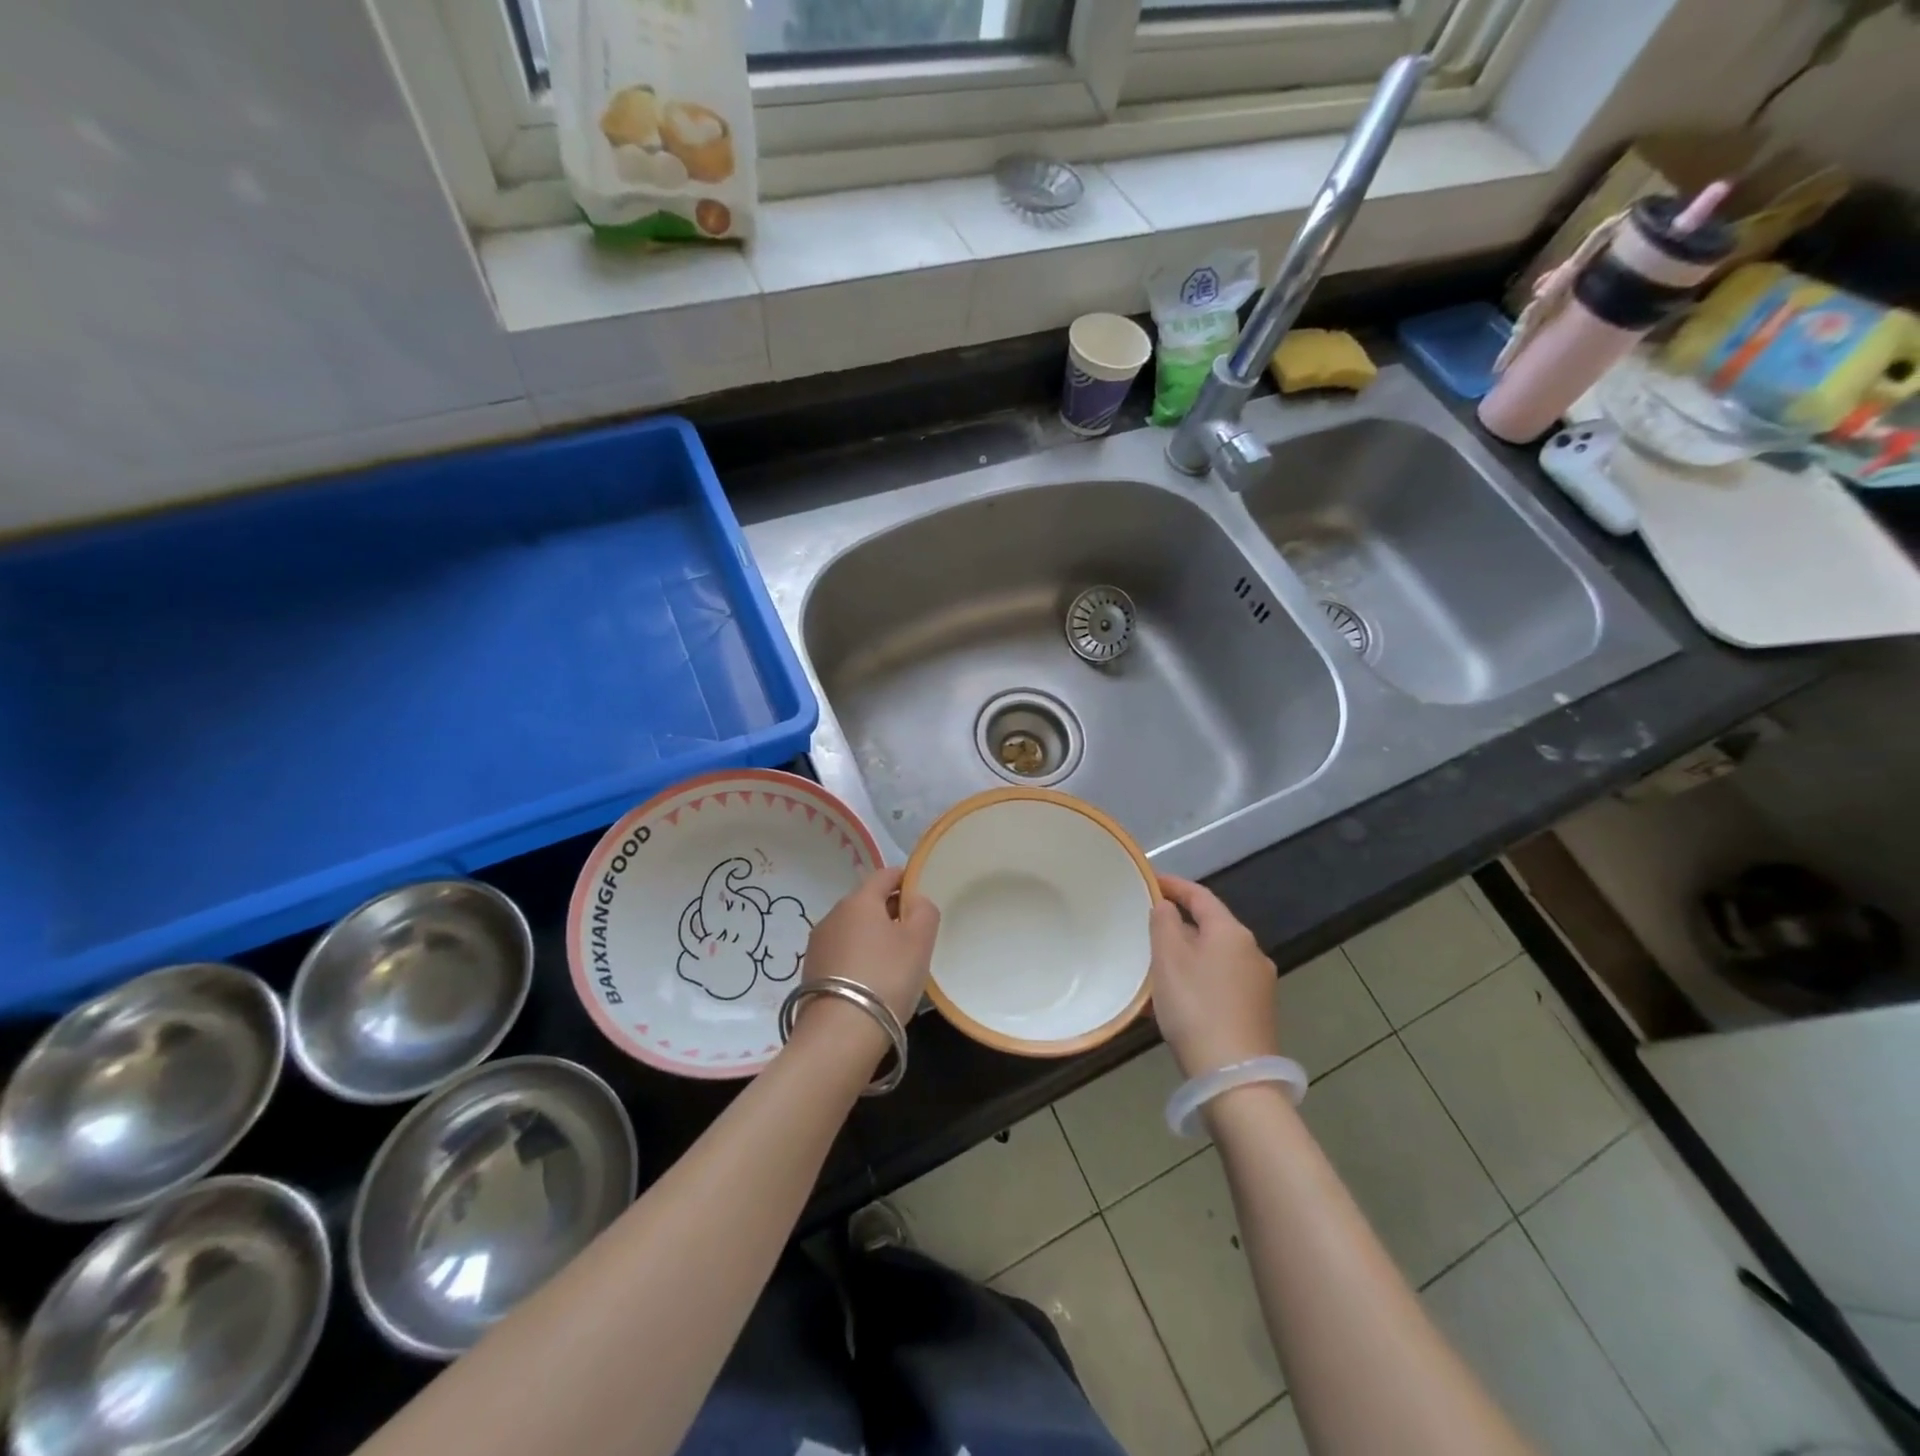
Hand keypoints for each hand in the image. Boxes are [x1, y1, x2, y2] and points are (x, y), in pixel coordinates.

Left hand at [801, 866, 939, 1025]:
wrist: (839, 1034)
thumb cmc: (886, 977)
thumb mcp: (919, 941)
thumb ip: (924, 910)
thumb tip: (915, 900)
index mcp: (859, 901)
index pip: (884, 875)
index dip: (904, 879)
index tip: (920, 893)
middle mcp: (833, 915)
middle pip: (867, 902)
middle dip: (890, 911)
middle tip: (913, 933)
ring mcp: (818, 944)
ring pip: (852, 929)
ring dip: (872, 936)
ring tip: (893, 962)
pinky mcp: (811, 971)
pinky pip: (841, 953)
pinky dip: (857, 958)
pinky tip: (871, 981)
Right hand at [1149, 875, 1279, 1077]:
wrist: (1235, 1078)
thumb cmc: (1196, 1008)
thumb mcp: (1168, 959)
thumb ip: (1164, 923)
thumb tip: (1167, 906)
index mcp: (1231, 932)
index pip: (1200, 896)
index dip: (1173, 885)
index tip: (1149, 880)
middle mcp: (1252, 952)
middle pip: (1210, 927)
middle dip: (1179, 924)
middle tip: (1146, 927)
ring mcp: (1259, 984)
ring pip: (1215, 957)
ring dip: (1187, 956)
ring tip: (1156, 967)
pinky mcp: (1257, 1012)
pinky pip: (1221, 982)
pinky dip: (1198, 979)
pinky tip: (1177, 999)